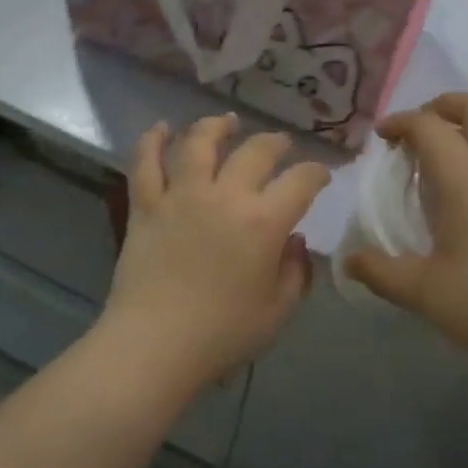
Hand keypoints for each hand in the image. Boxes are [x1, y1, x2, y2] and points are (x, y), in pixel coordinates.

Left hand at [102, 114, 330, 390]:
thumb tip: (294, 242)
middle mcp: (225, 196)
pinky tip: (160, 129)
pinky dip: (152, 141)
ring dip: (216, 127)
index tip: (321, 175)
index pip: (301, 181)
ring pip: (199, 144)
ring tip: (226, 122)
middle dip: (274, 143)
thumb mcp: (278, 311)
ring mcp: (181, 196)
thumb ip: (295, 272)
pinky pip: (145, 163)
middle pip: (254, 151)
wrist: (155, 345)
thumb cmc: (223, 334)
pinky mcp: (146, 206)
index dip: (317, 173)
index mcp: (264, 221)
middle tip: (280, 144)